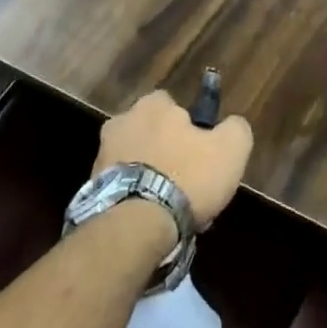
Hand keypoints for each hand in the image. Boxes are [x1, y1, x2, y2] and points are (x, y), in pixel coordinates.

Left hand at [94, 91, 253, 227]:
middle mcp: (120, 122)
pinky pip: (121, 185)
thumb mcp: (232, 148)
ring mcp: (101, 155)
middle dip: (164, 148)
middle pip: (149, 130)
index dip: (188, 124)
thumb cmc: (188, 177)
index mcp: (152, 106)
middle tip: (185, 177)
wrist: (137, 224)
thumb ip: (236, 128)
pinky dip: (134, 195)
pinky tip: (151, 216)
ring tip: (169, 203)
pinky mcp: (91, 188)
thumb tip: (231, 125)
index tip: (200, 148)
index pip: (171, 103)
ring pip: (134, 158)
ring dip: (148, 172)